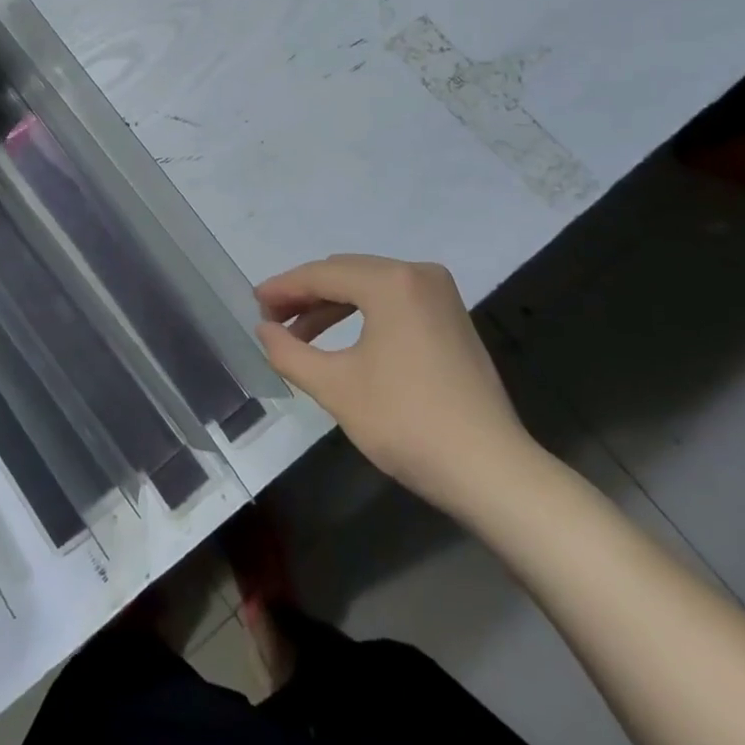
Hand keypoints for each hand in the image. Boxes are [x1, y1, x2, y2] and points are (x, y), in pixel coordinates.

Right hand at [255, 255, 541, 516]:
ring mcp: (440, 295)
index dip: (284, 288)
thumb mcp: (336, 388)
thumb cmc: (407, 423)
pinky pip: (393, 301)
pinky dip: (361, 314)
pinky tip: (339, 340)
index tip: (253, 303)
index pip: (323, 274)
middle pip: (346, 273)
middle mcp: (418, 274)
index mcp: (391, 282)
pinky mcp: (451, 318)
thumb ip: (289, 352)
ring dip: (331, 305)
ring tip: (298, 334)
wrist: (490, 470)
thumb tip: (264, 330)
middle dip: (306, 295)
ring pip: (369, 286)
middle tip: (271, 319)